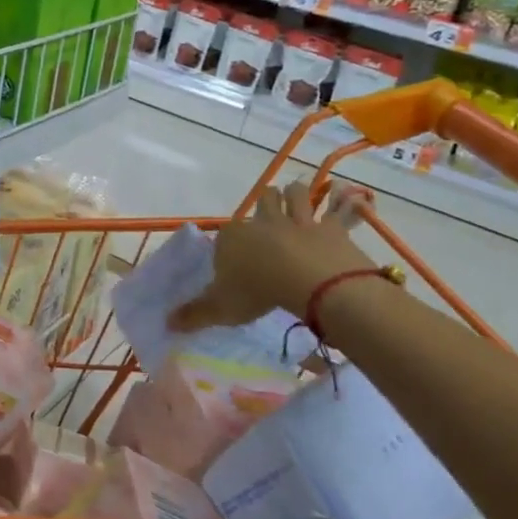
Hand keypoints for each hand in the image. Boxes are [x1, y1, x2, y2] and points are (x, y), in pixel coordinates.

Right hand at [170, 181, 377, 332]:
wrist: (306, 280)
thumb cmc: (257, 291)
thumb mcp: (220, 308)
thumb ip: (194, 314)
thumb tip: (167, 324)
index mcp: (233, 237)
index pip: (226, 233)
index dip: (230, 242)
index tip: (233, 255)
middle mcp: (263, 221)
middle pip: (263, 200)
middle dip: (265, 202)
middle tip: (268, 212)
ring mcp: (298, 221)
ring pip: (295, 195)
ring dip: (297, 196)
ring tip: (299, 200)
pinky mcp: (330, 228)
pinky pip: (339, 209)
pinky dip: (345, 203)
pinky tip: (351, 197)